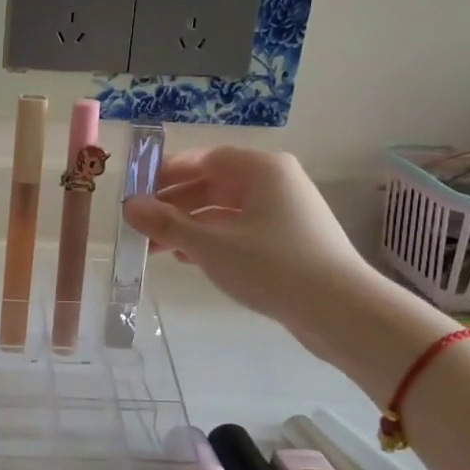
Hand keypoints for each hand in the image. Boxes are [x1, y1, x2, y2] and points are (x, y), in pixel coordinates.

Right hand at [121, 146, 374, 331]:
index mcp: (261, 169)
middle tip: (141, 225)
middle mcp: (275, 182)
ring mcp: (285, 212)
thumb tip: (128, 206)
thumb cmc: (271, 266)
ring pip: (224, 210)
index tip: (137, 192)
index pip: (204, 158)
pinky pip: (240, 230)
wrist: (340, 311)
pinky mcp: (289, 241)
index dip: (167, 173)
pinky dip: (212, 240)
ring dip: (189, 226)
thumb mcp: (209, 245)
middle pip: (213, 184)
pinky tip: (188, 260)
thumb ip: (165, 224)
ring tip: (157, 248)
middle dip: (174, 205)